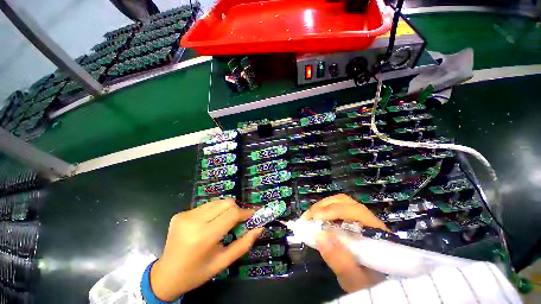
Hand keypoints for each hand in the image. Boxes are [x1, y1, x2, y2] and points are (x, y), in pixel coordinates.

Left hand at [150, 199, 262, 300]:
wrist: (166, 276)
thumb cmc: (197, 272)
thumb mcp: (223, 262)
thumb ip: (244, 244)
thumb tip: (259, 228)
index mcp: (204, 236)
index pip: (232, 214)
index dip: (245, 213)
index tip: (252, 216)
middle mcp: (193, 221)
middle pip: (225, 203)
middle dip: (236, 209)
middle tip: (239, 221)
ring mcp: (185, 215)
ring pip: (217, 202)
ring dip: (225, 209)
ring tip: (225, 222)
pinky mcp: (181, 213)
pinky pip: (206, 206)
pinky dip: (214, 211)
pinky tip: (210, 223)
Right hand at [301, 194, 387, 292]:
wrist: (371, 285)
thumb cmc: (364, 283)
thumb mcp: (353, 279)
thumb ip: (340, 261)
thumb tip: (319, 235)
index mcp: (375, 232)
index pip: (355, 211)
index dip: (333, 211)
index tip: (315, 219)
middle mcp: (369, 219)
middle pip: (344, 202)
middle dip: (323, 206)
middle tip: (308, 218)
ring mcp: (360, 217)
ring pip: (339, 202)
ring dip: (321, 206)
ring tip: (309, 217)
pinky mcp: (350, 218)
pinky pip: (336, 207)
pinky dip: (323, 210)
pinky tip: (315, 219)